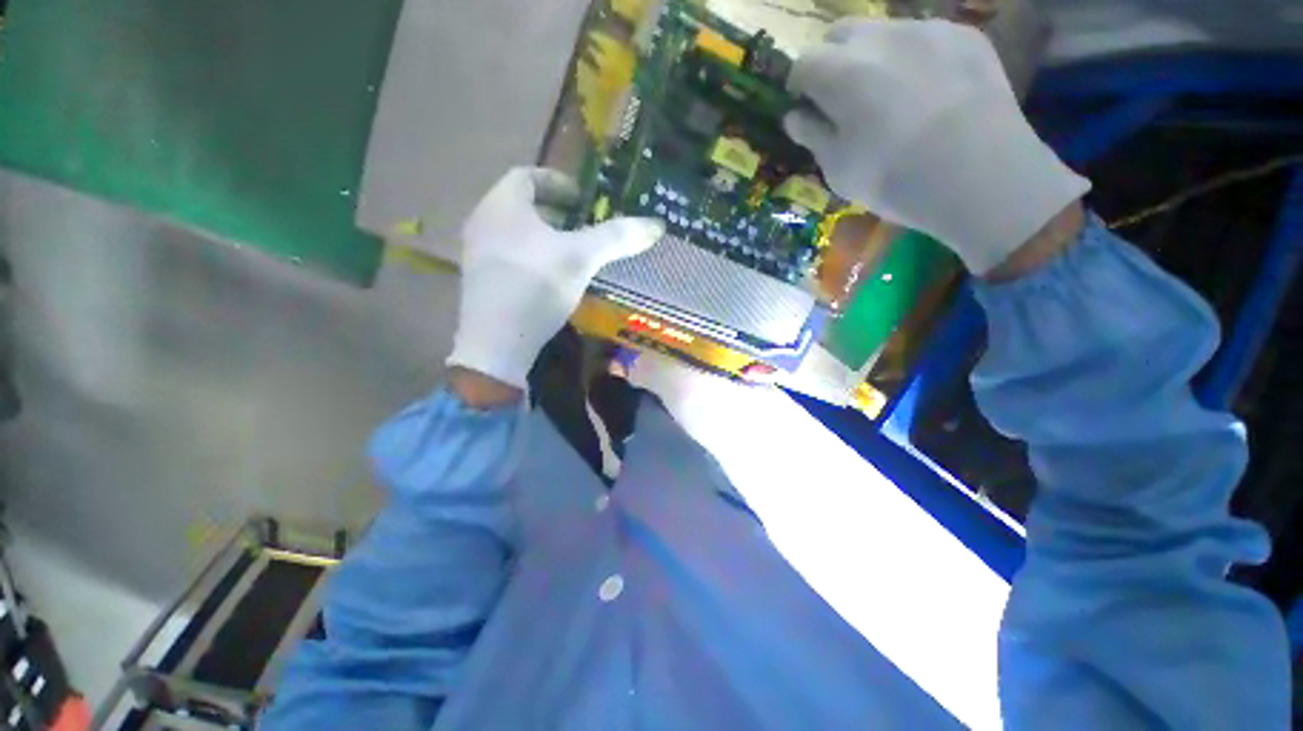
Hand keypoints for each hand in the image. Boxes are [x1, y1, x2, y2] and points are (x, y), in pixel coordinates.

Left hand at [447, 167, 663, 389]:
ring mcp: (478, 254)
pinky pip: (510, 256)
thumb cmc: (537, 286)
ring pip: (515, 233)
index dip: (557, 181)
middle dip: (554, 211)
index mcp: (503, 205)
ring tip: (571, 252)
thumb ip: (616, 238)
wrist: (496, 343)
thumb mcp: (581, 259)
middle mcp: (483, 223)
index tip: (582, 197)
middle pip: (520, 205)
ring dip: (544, 236)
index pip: (527, 175)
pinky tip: (552, 278)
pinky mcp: (482, 282)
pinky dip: (533, 257)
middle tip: (581, 224)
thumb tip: (656, 224)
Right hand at [784, 19, 1089, 274]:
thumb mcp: (837, 168)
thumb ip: (812, 135)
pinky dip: (916, 57)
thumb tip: (795, 116)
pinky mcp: (965, 35)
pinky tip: (930, 92)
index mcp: (838, 72)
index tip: (806, 109)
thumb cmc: (892, 177)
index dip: (799, 88)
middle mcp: (878, 37)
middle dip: (833, 61)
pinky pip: (926, 37)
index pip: (802, 65)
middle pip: (841, 33)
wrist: (979, 173)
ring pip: (884, 32)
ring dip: (875, 57)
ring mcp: (926, 29)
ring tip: (891, 95)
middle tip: (843, 98)